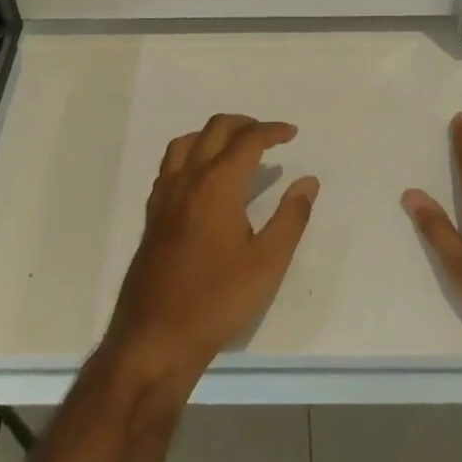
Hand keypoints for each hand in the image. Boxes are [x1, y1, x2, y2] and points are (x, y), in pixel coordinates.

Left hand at [106, 113, 319, 387]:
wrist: (156, 337)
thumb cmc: (218, 300)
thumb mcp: (268, 263)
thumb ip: (291, 217)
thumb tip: (307, 181)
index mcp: (218, 184)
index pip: (248, 141)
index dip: (272, 131)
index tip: (291, 133)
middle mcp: (189, 178)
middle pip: (215, 130)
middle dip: (244, 124)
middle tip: (268, 136)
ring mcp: (166, 194)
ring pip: (187, 142)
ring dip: (213, 134)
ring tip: (234, 148)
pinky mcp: (153, 213)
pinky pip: (171, 164)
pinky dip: (191, 154)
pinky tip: (202, 177)